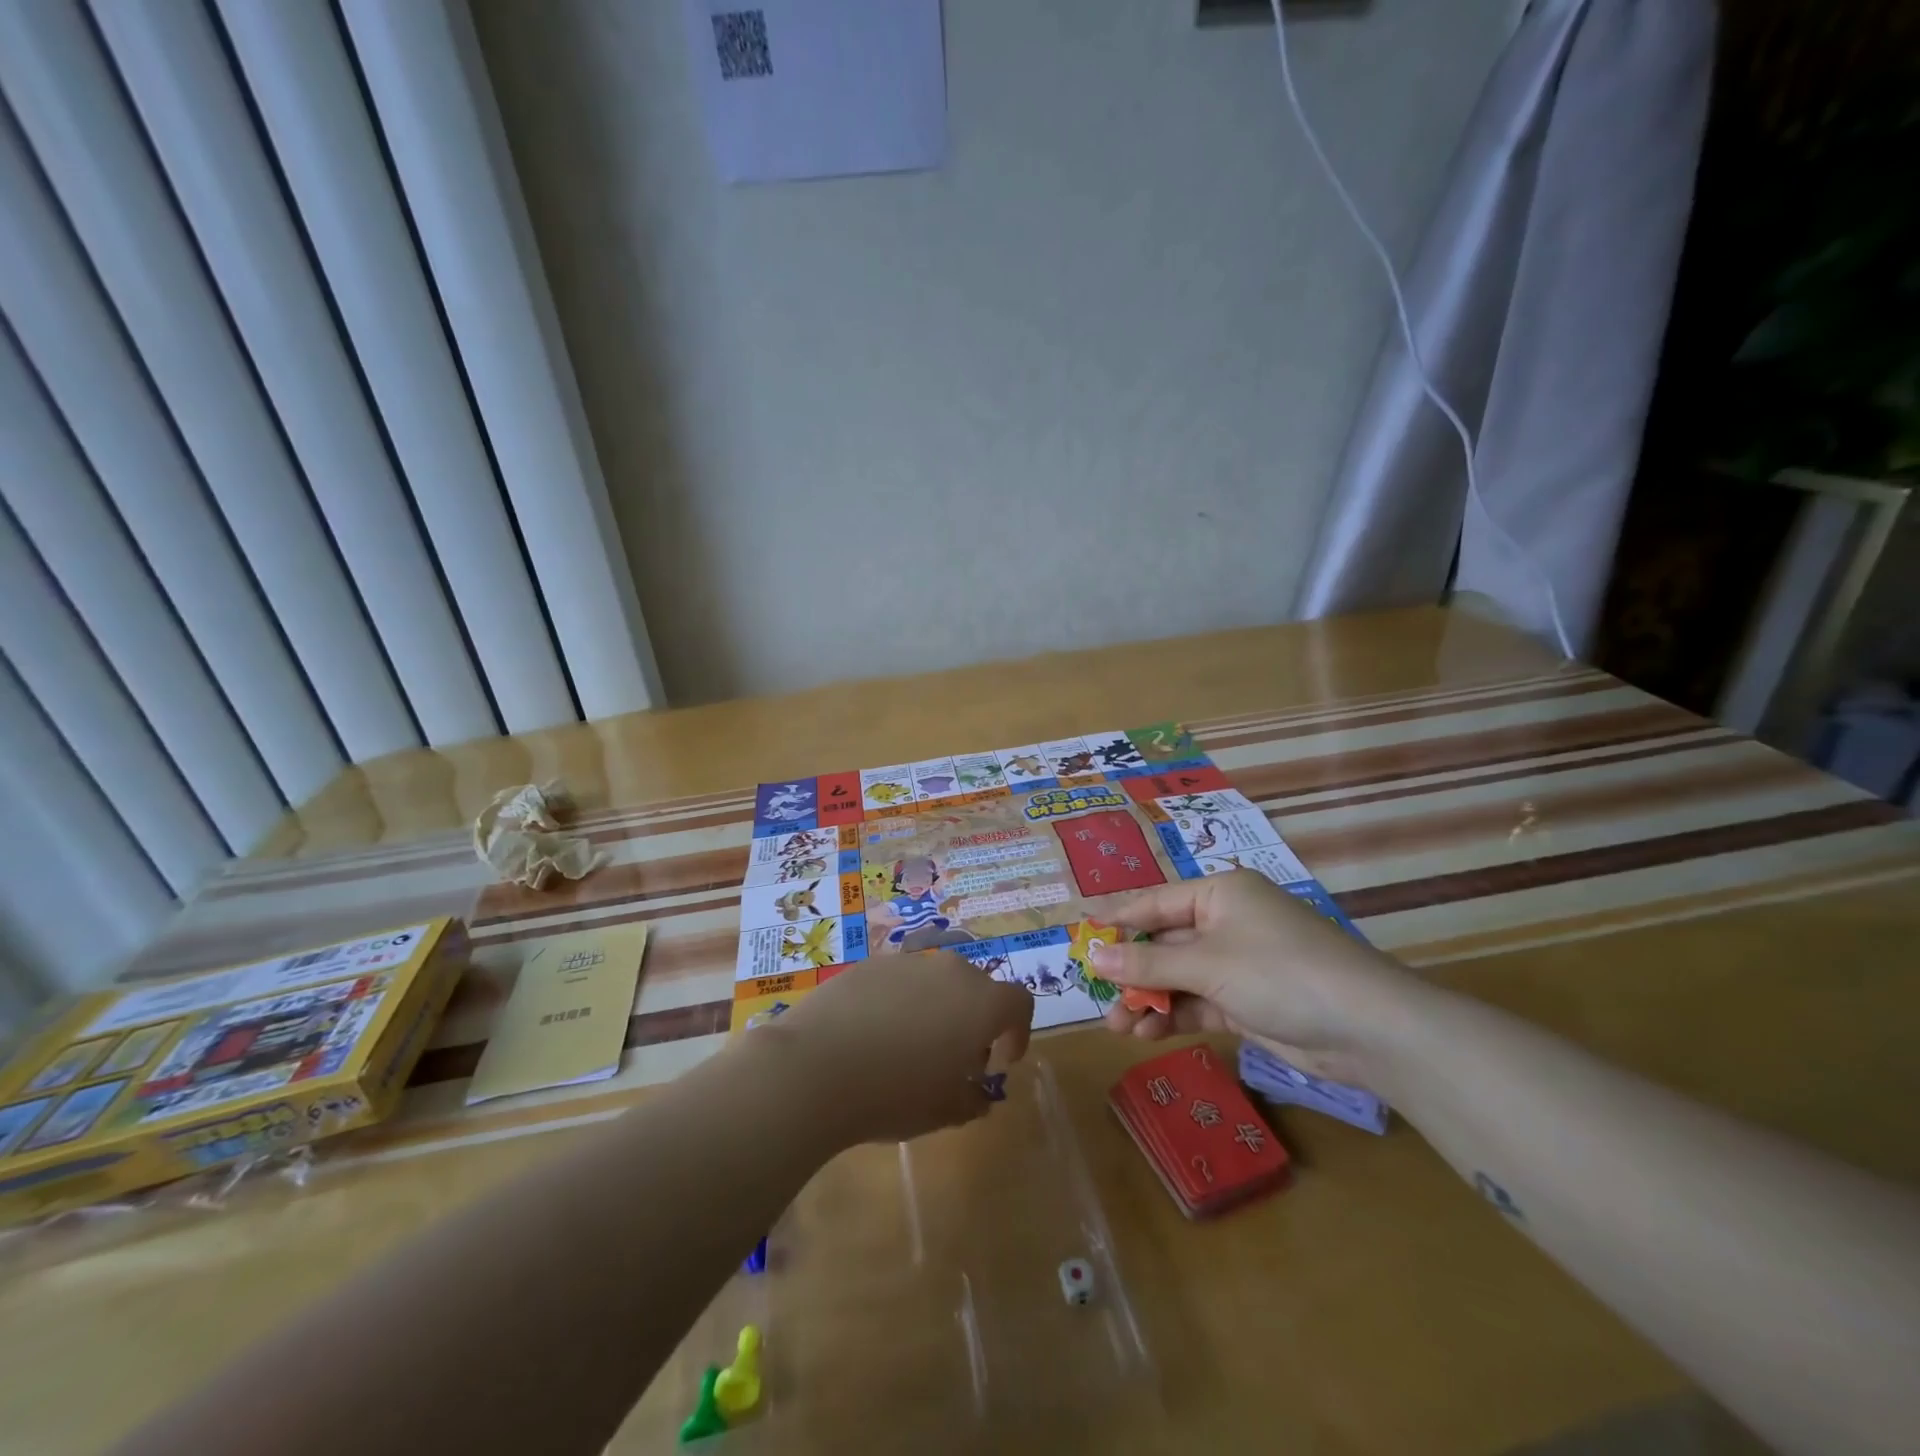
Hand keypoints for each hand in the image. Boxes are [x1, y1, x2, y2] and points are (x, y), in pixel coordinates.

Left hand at [762, 953, 1032, 1145]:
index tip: (1000, 1062)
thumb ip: (972, 1100)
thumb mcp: (944, 1112)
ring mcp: (906, 962)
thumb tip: (977, 1095)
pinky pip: (898, 981)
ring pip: (935, 981)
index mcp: (980, 1002)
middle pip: (977, 988)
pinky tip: (873, 1036)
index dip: (1017, 1032)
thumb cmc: (894, 1093)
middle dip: (974, 1021)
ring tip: (910, 1048)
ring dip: (936, 1009)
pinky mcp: (869, 964)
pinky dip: (899, 1003)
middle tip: (955, 1059)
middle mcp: (949, 970)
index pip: (1019, 1003)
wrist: (815, 1067)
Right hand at [1092, 871, 1415, 1080]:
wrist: (1366, 1028)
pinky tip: (1147, 1034)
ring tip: (1116, 1027)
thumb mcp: (1207, 964)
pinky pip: (1198, 1002)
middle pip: (1164, 944)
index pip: (1154, 904)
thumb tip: (1093, 958)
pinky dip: (1173, 1016)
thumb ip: (1147, 965)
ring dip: (1148, 1000)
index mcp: (1219, 894)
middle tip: (1096, 996)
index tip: (1080, 941)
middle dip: (1130, 973)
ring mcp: (1238, 963)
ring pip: (1178, 978)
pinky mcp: (1247, 1001)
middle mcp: (1226, 922)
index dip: (1116, 923)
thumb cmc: (1279, 972)